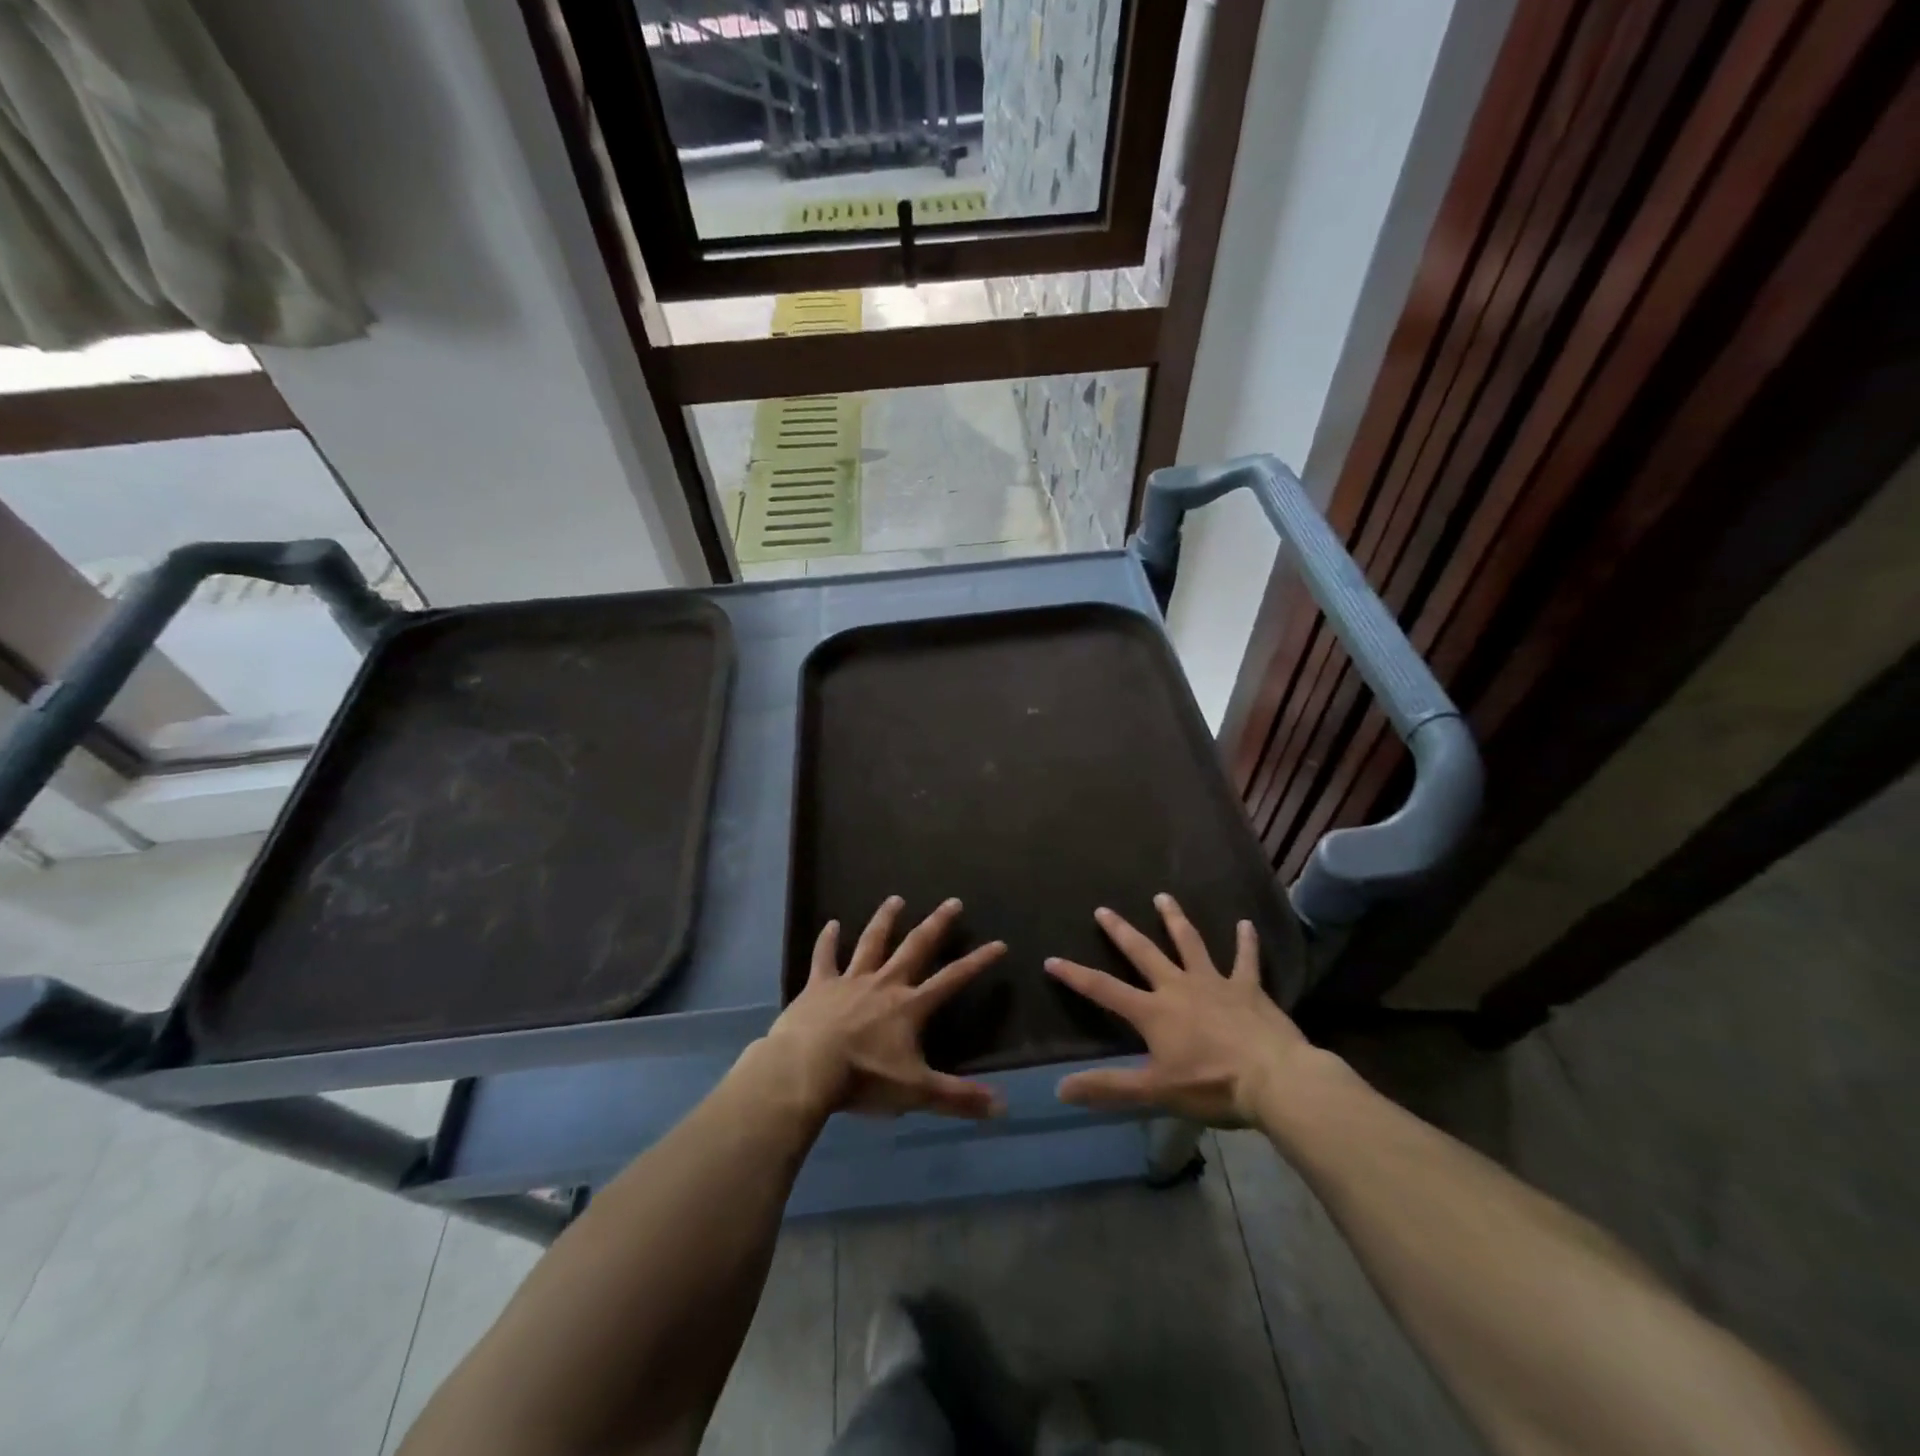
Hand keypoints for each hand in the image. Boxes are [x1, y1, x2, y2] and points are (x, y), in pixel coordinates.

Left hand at [760, 896, 1006, 1120]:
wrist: (805, 1069)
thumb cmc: (863, 1078)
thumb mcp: (916, 1092)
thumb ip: (959, 1098)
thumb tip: (1004, 1107)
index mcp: (910, 1006)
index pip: (952, 979)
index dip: (978, 962)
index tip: (999, 944)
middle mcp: (884, 984)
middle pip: (915, 946)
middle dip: (937, 924)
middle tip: (953, 902)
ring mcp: (850, 980)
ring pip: (872, 942)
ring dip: (885, 920)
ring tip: (896, 899)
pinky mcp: (819, 985)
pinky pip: (824, 957)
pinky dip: (827, 941)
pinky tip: (830, 923)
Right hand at [1045, 893, 1328, 1125]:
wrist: (1274, 1080)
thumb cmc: (1211, 1086)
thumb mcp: (1155, 1091)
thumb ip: (1108, 1087)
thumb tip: (1059, 1088)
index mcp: (1153, 1012)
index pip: (1104, 989)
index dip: (1075, 975)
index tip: (1051, 959)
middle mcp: (1178, 987)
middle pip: (1144, 953)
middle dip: (1121, 932)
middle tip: (1103, 909)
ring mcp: (1214, 983)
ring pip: (1189, 943)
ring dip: (1175, 920)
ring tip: (1163, 896)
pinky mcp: (1248, 988)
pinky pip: (1246, 960)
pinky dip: (1246, 942)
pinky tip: (1246, 924)